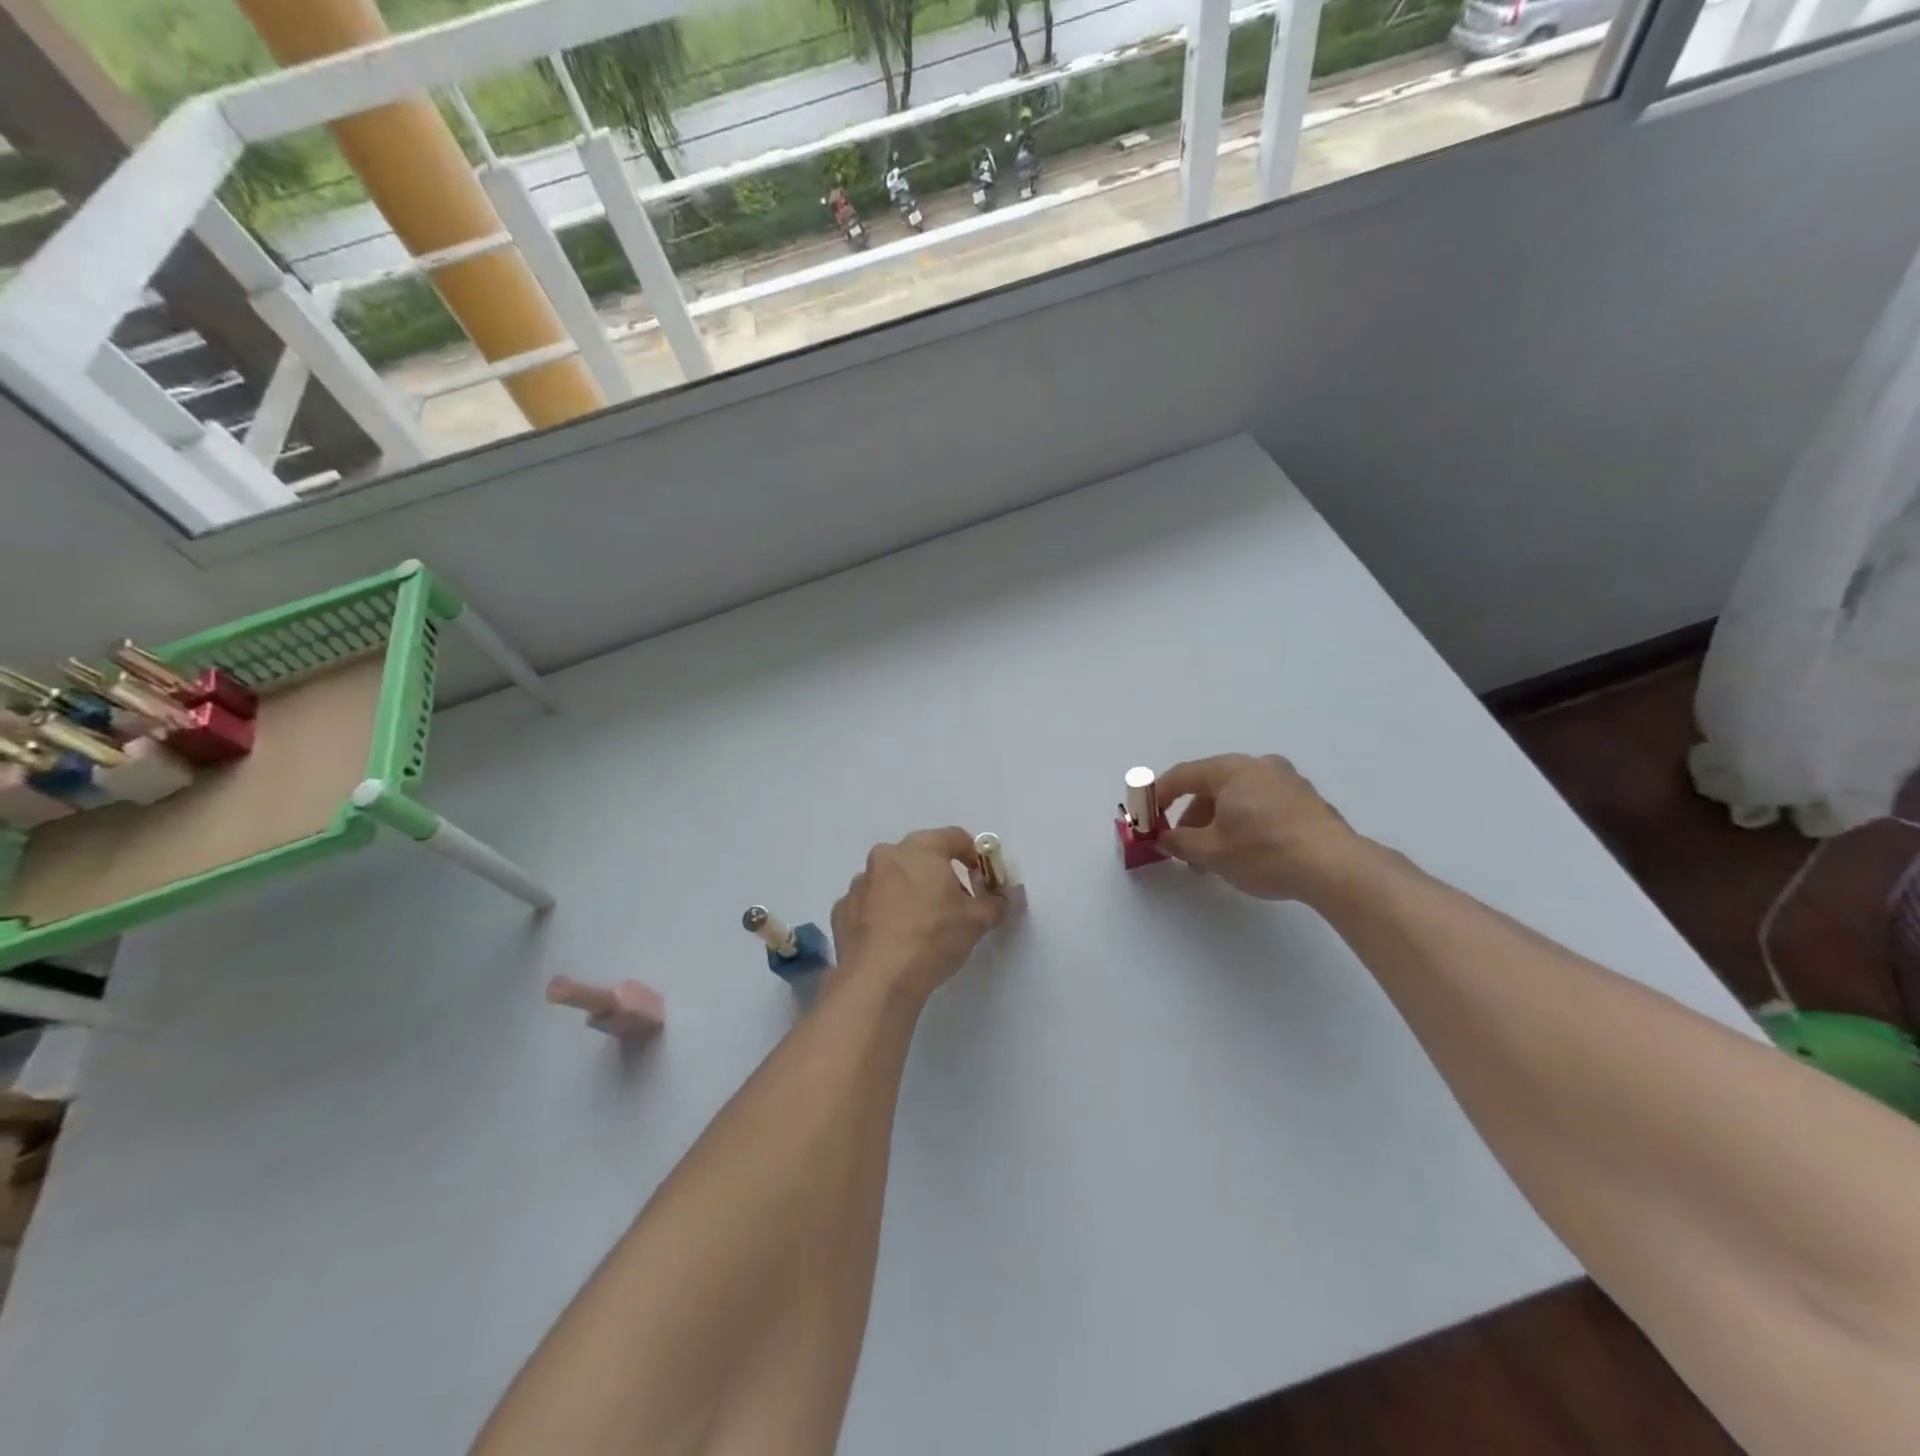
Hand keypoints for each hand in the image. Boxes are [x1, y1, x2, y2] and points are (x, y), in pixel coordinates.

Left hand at [830, 827, 1006, 1002]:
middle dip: (938, 875)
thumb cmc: (933, 938)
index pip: (955, 837)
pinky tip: (892, 940)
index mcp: (919, 850)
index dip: (974, 856)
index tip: (983, 881)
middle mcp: (885, 857)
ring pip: (891, 880)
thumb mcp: (977, 921)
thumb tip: (1006, 897)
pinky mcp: (841, 911)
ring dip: (906, 893)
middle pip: (919, 857)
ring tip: (919, 926)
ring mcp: (859, 883)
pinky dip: (882, 915)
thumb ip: (995, 902)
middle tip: (954, 904)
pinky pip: (869, 905)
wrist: (879, 979)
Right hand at [1157, 754, 1368, 903]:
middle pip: (1211, 786)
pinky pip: (1262, 805)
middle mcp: (1259, 766)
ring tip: (1214, 858)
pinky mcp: (1307, 802)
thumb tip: (1164, 838)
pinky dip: (1244, 823)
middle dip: (1191, 817)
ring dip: (1218, 823)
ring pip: (1238, 797)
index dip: (1157, 796)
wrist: (1335, 867)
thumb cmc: (1263, 851)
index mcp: (1231, 769)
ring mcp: (1288, 781)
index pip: (1182, 776)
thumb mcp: (1211, 852)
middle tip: (1182, 846)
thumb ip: (1179, 842)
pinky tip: (1246, 853)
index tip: (1145, 818)